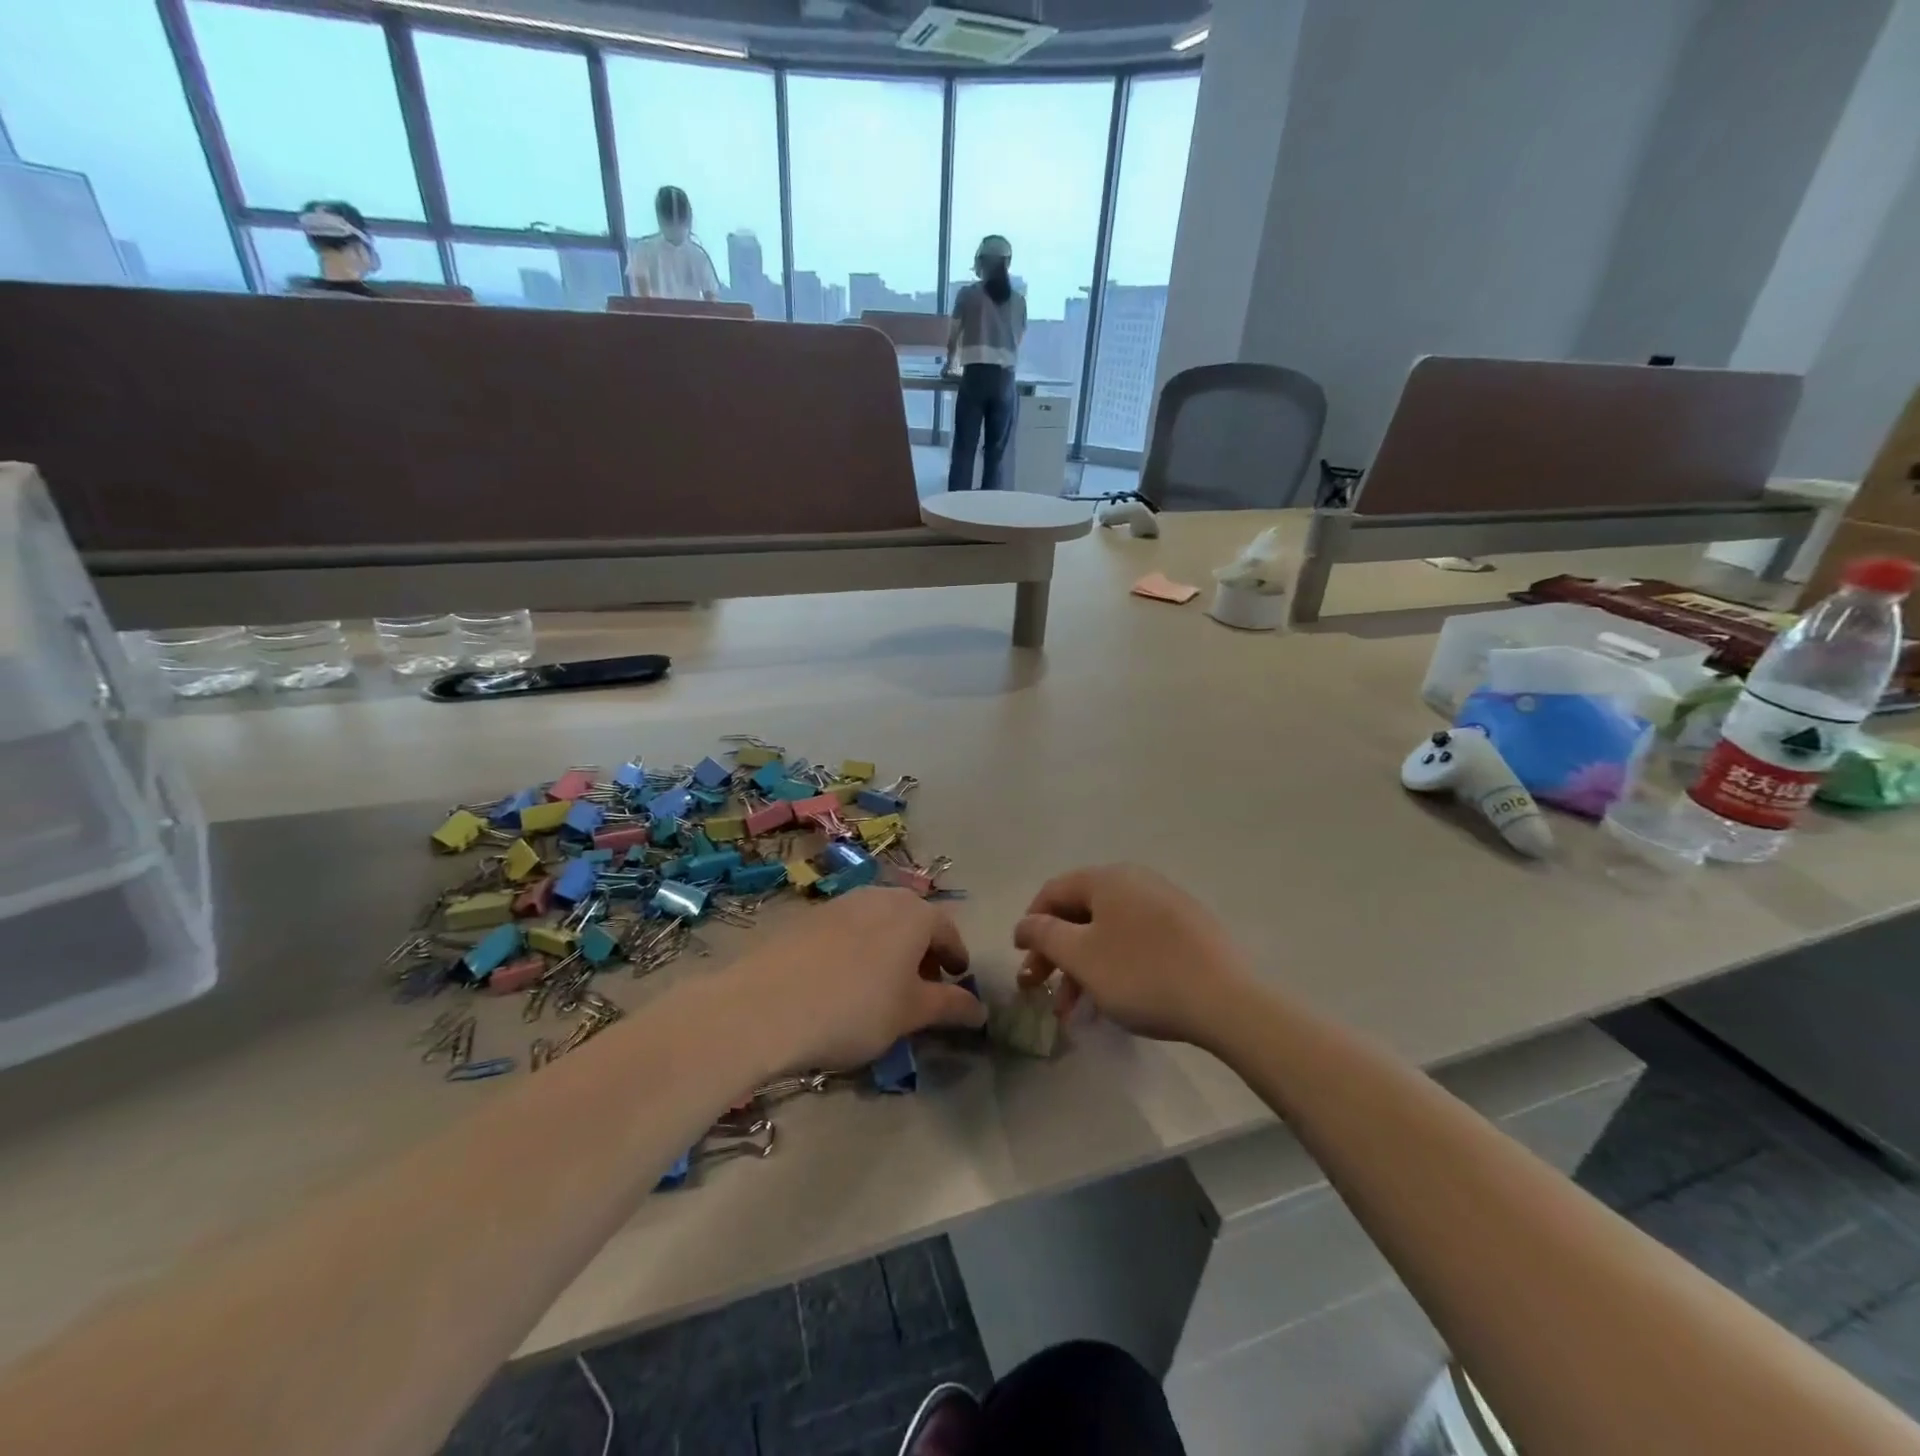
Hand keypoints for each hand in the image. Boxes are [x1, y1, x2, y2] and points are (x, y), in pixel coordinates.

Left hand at [733, 887, 985, 1070]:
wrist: (764, 1005)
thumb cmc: (853, 1009)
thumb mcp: (909, 1014)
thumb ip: (949, 1006)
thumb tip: (980, 1009)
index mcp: (914, 914)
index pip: (948, 930)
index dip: (957, 956)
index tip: (959, 979)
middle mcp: (881, 896)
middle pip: (913, 919)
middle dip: (923, 949)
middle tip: (924, 984)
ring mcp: (842, 902)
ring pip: (880, 920)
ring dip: (891, 947)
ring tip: (884, 984)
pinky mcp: (809, 915)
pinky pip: (848, 927)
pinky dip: (859, 947)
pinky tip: (845, 979)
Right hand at [1014, 865, 1254, 1043]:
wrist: (1226, 1001)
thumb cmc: (1142, 974)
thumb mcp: (1081, 956)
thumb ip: (1045, 935)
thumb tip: (1025, 923)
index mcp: (1108, 879)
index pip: (1053, 891)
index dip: (1031, 923)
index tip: (1021, 958)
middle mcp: (1136, 881)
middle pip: (1081, 913)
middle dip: (1056, 953)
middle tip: (1040, 989)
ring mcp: (1167, 904)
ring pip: (1109, 932)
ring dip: (1083, 967)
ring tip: (1074, 1010)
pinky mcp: (1189, 930)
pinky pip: (1137, 941)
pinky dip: (1115, 966)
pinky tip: (1112, 999)